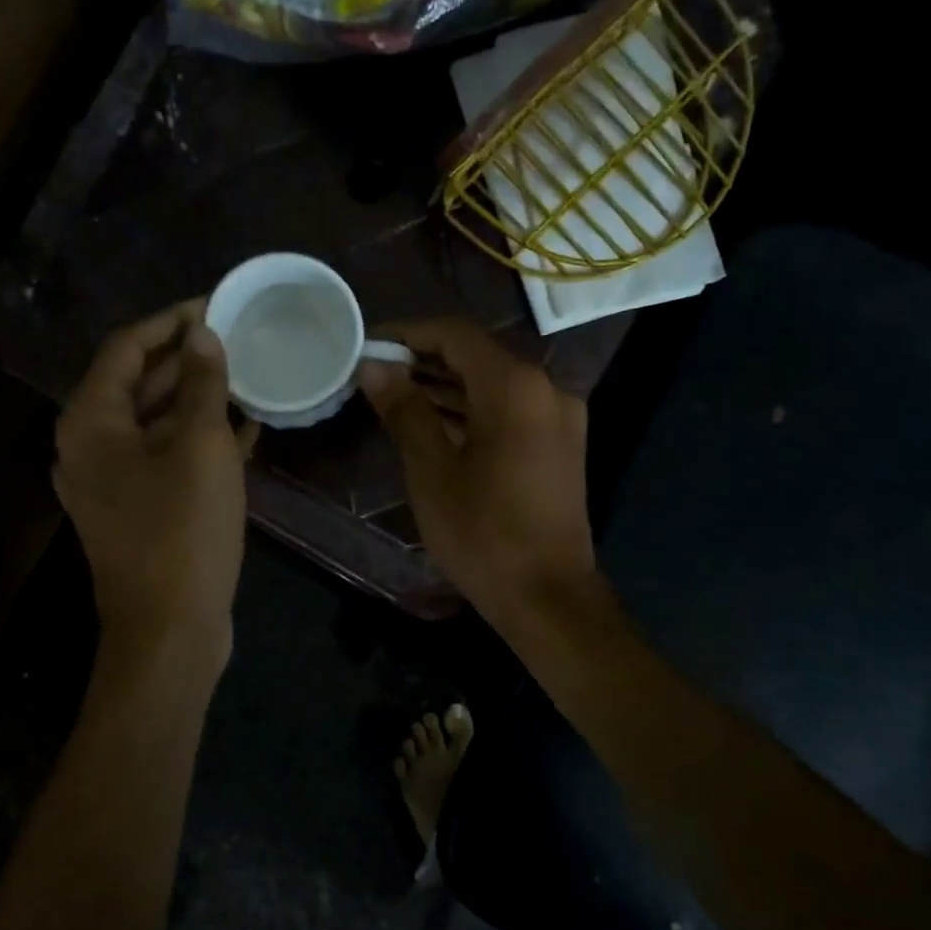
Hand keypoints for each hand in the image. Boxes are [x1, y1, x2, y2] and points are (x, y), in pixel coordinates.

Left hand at [56, 300, 255, 663]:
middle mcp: (89, 447)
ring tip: (246, 376)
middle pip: (137, 384)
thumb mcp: (200, 447)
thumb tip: (202, 335)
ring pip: (155, 423)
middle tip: (236, 338)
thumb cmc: (182, 531)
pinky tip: (244, 429)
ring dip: (197, 400)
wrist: (169, 629)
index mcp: (91, 422)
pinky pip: (166, 459)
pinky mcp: (138, 511)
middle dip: (186, 359)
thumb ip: (201, 385)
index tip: (215, 304)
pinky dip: (199, 441)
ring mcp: (112, 483)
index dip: (170, 322)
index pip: (126, 348)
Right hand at [357, 319, 595, 626]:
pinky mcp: (561, 444)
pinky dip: (475, 409)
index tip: (369, 344)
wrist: (548, 596)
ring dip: (448, 386)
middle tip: (376, 373)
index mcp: (515, 387)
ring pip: (495, 384)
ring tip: (396, 395)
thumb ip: (404, 410)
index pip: (455, 335)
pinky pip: (512, 410)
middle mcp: (546, 389)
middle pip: (478, 356)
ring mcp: (560, 417)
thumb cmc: (482, 534)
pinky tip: (437, 422)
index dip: (408, 333)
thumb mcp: (432, 470)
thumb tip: (374, 368)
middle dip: (425, 360)